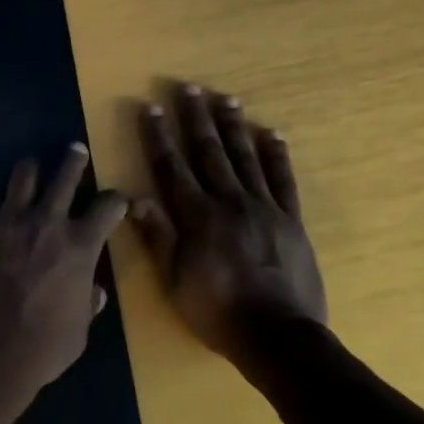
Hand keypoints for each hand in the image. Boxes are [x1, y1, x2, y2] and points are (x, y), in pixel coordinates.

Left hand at [0, 145, 129, 412]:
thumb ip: (86, 304)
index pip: (108, 207)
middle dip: (74, 160)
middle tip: (75, 150)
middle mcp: (46, 223)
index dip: (116, 201)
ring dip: (31, 170)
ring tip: (31, 167)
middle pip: (65, 175)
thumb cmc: (40, 349)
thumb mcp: (78, 332)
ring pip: (23, 177)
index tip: (118, 200)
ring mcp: (7, 222)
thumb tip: (94, 292)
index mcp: (79, 246)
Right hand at [131, 85, 326, 357]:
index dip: (159, 136)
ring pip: (245, 157)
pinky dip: (277, 155)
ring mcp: (264, 208)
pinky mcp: (291, 220)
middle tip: (189, 88)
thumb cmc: (217, 311)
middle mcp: (229, 202)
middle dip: (195, 118)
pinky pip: (283, 180)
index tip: (150, 107)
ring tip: (226, 98)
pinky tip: (271, 133)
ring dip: (233, 126)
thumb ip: (157, 236)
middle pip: (209, 152)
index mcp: (197, 216)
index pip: (172, 167)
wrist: (278, 336)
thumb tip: (133, 197)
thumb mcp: (175, 280)